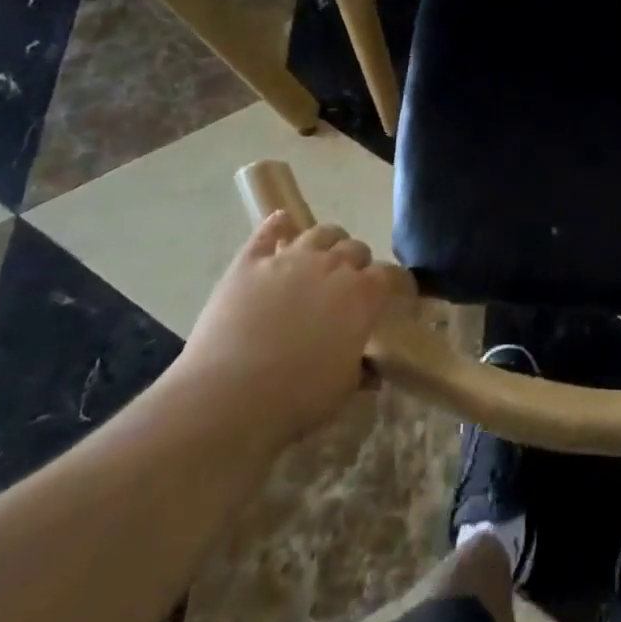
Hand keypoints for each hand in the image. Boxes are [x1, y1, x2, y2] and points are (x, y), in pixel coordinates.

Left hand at [177, 212, 403, 442]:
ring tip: (321, 256)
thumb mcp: (342, 388)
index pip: (391, 276)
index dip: (393, 285)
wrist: (227, 398)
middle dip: (357, 264)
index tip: (391, 298)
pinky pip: (268, 231)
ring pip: (320, 233)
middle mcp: (332, 266)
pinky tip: (282, 222)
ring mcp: (289, 259)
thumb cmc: (295, 399)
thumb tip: (370, 368)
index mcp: (362, 295)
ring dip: (327, 242)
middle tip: (348, 285)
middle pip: (355, 249)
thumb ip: (359, 367)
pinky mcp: (250, 262)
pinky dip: (278, 224)